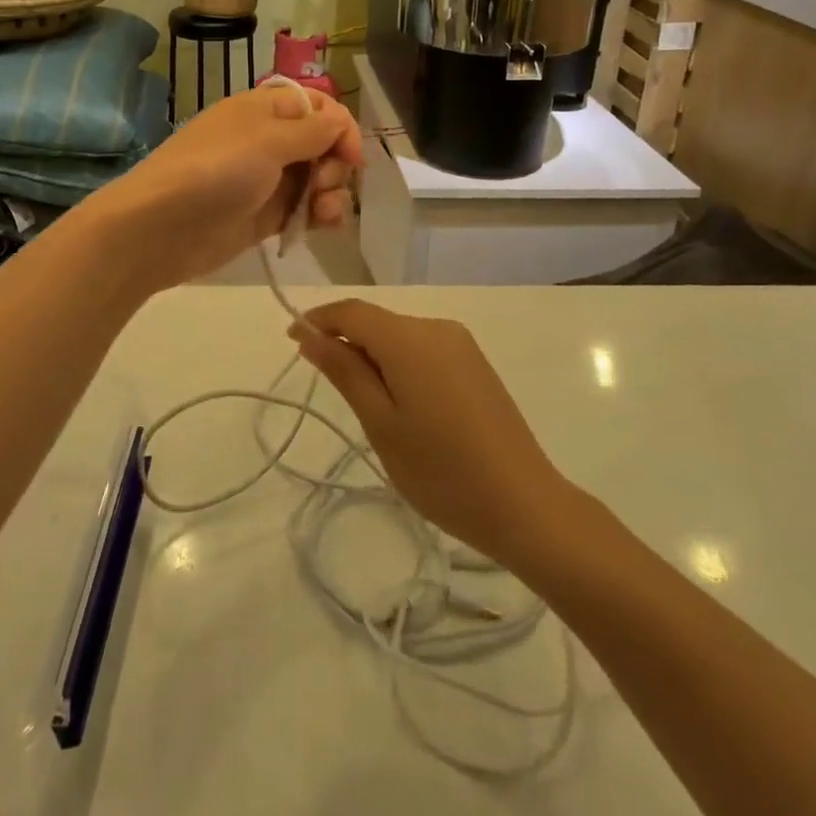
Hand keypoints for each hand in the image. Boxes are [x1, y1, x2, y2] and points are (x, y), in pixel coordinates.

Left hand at [92, 84, 362, 291]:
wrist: (159, 228)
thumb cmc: (215, 171)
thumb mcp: (267, 140)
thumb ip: (312, 131)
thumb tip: (341, 121)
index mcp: (265, 109)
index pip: (318, 106)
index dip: (341, 127)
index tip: (352, 157)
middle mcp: (268, 140)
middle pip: (322, 144)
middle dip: (335, 165)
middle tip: (323, 186)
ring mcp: (265, 180)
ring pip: (316, 179)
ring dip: (332, 194)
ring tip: (324, 214)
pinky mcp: (263, 216)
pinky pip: (303, 209)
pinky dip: (318, 215)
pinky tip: (322, 226)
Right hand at [289, 300, 565, 567]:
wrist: (524, 504)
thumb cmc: (441, 470)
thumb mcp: (380, 423)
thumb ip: (344, 371)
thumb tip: (309, 334)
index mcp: (410, 338)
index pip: (351, 311)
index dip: (318, 320)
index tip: (291, 342)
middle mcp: (437, 327)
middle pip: (377, 321)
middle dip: (345, 341)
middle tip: (328, 386)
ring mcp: (461, 344)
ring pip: (400, 336)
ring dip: (373, 355)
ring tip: (367, 407)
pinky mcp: (475, 363)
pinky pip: (423, 349)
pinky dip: (400, 364)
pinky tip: (403, 405)